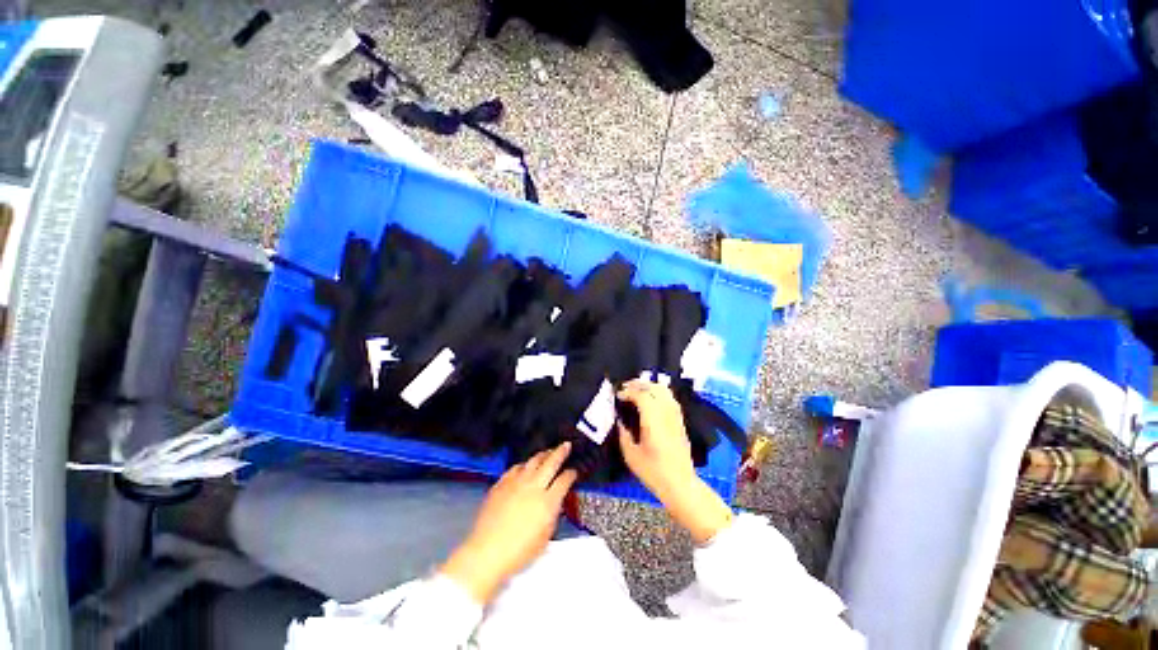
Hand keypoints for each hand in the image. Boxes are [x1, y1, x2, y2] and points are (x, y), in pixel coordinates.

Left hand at [441, 442, 577, 602]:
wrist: (487, 552)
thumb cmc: (518, 552)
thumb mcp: (545, 537)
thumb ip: (552, 515)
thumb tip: (555, 503)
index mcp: (547, 501)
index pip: (564, 480)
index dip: (571, 474)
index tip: (573, 472)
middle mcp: (533, 487)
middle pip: (551, 462)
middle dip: (561, 452)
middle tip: (566, 445)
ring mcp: (516, 483)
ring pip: (533, 460)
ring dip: (543, 454)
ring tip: (548, 452)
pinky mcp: (502, 483)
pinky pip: (516, 467)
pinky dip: (524, 465)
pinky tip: (525, 466)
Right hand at [617, 379, 731, 544]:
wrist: (680, 484)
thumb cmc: (653, 471)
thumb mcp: (630, 455)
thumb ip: (623, 433)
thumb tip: (619, 419)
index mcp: (653, 420)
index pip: (641, 394)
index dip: (628, 391)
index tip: (617, 395)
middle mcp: (666, 413)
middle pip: (653, 387)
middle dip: (637, 384)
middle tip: (624, 389)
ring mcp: (675, 415)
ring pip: (663, 390)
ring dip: (648, 386)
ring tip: (636, 391)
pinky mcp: (680, 419)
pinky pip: (669, 397)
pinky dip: (658, 392)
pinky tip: (650, 399)